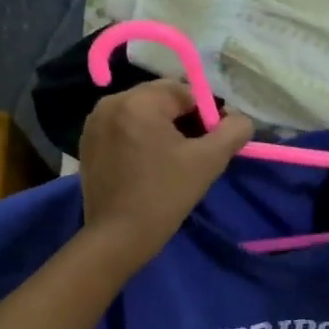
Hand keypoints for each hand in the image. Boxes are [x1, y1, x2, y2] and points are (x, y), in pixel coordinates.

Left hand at [78, 81, 253, 264]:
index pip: (185, 91)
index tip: (212, 145)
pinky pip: (123, 129)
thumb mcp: (208, 162)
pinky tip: (148, 167)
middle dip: (183, 121)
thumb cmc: (165, 196)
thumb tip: (240, 119)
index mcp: (139, 101)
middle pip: (161, 99)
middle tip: (195, 155)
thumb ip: (233, 132)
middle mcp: (111, 102)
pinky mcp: (87, 143)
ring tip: (172, 162)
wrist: (118, 237)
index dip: (206, 115)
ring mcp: (95, 122)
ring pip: (142, 114)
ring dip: (162, 130)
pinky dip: (140, 139)